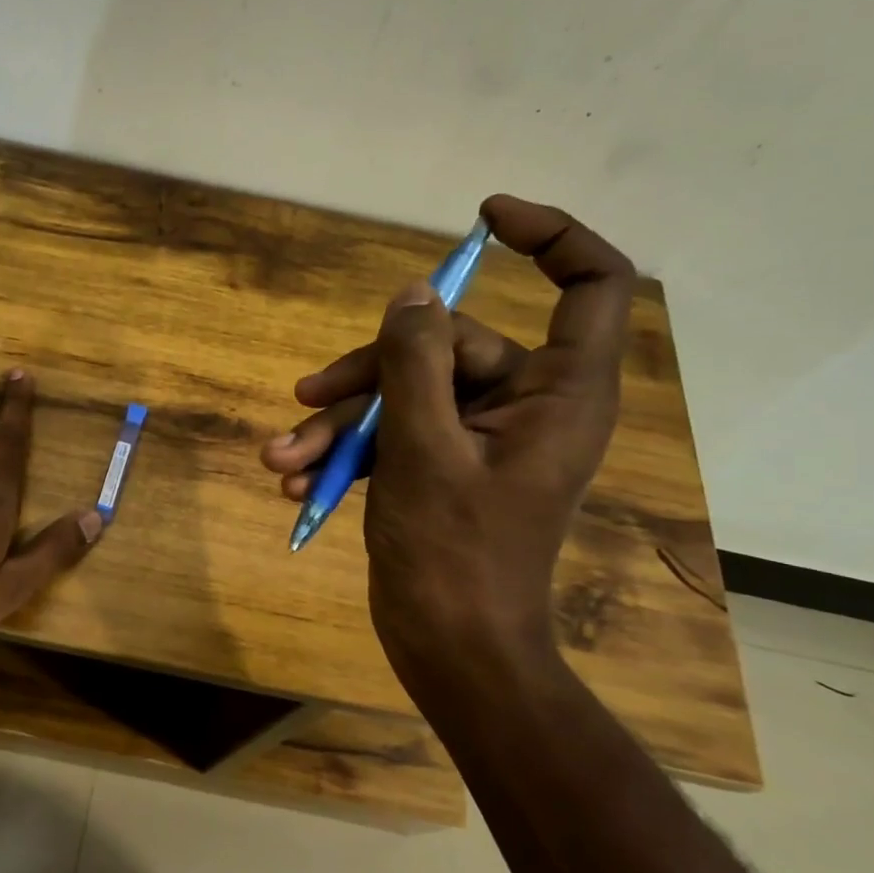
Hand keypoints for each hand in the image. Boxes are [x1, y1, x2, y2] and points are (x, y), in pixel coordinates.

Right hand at [260, 195, 635, 682]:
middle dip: (367, 376)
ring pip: (407, 391)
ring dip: (341, 423)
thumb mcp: (423, 452)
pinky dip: (349, 452)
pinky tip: (300, 484)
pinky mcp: (444, 464)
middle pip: (448, 345)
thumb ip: (415, 364)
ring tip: (284, 460)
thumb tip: (411, 295)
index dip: (549, 238)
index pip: (589, 287)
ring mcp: (480, 436)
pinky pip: (396, 433)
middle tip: (305, 402)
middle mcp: (526, 405)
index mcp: (558, 394)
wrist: (450, 652)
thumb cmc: (453, 557)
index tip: (482, 220)